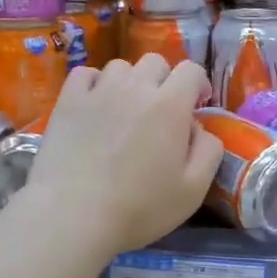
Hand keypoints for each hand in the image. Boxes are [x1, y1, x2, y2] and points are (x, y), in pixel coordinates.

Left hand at [24, 56, 222, 258]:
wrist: (72, 215)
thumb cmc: (139, 207)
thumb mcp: (193, 189)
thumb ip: (209, 151)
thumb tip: (199, 128)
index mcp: (170, 105)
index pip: (191, 70)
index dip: (198, 84)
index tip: (196, 106)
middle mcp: (135, 87)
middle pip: (156, 62)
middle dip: (165, 80)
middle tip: (161, 111)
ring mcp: (98, 91)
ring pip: (121, 67)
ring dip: (130, 82)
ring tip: (125, 109)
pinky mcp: (68, 101)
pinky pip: (85, 74)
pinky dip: (95, 83)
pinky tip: (95, 104)